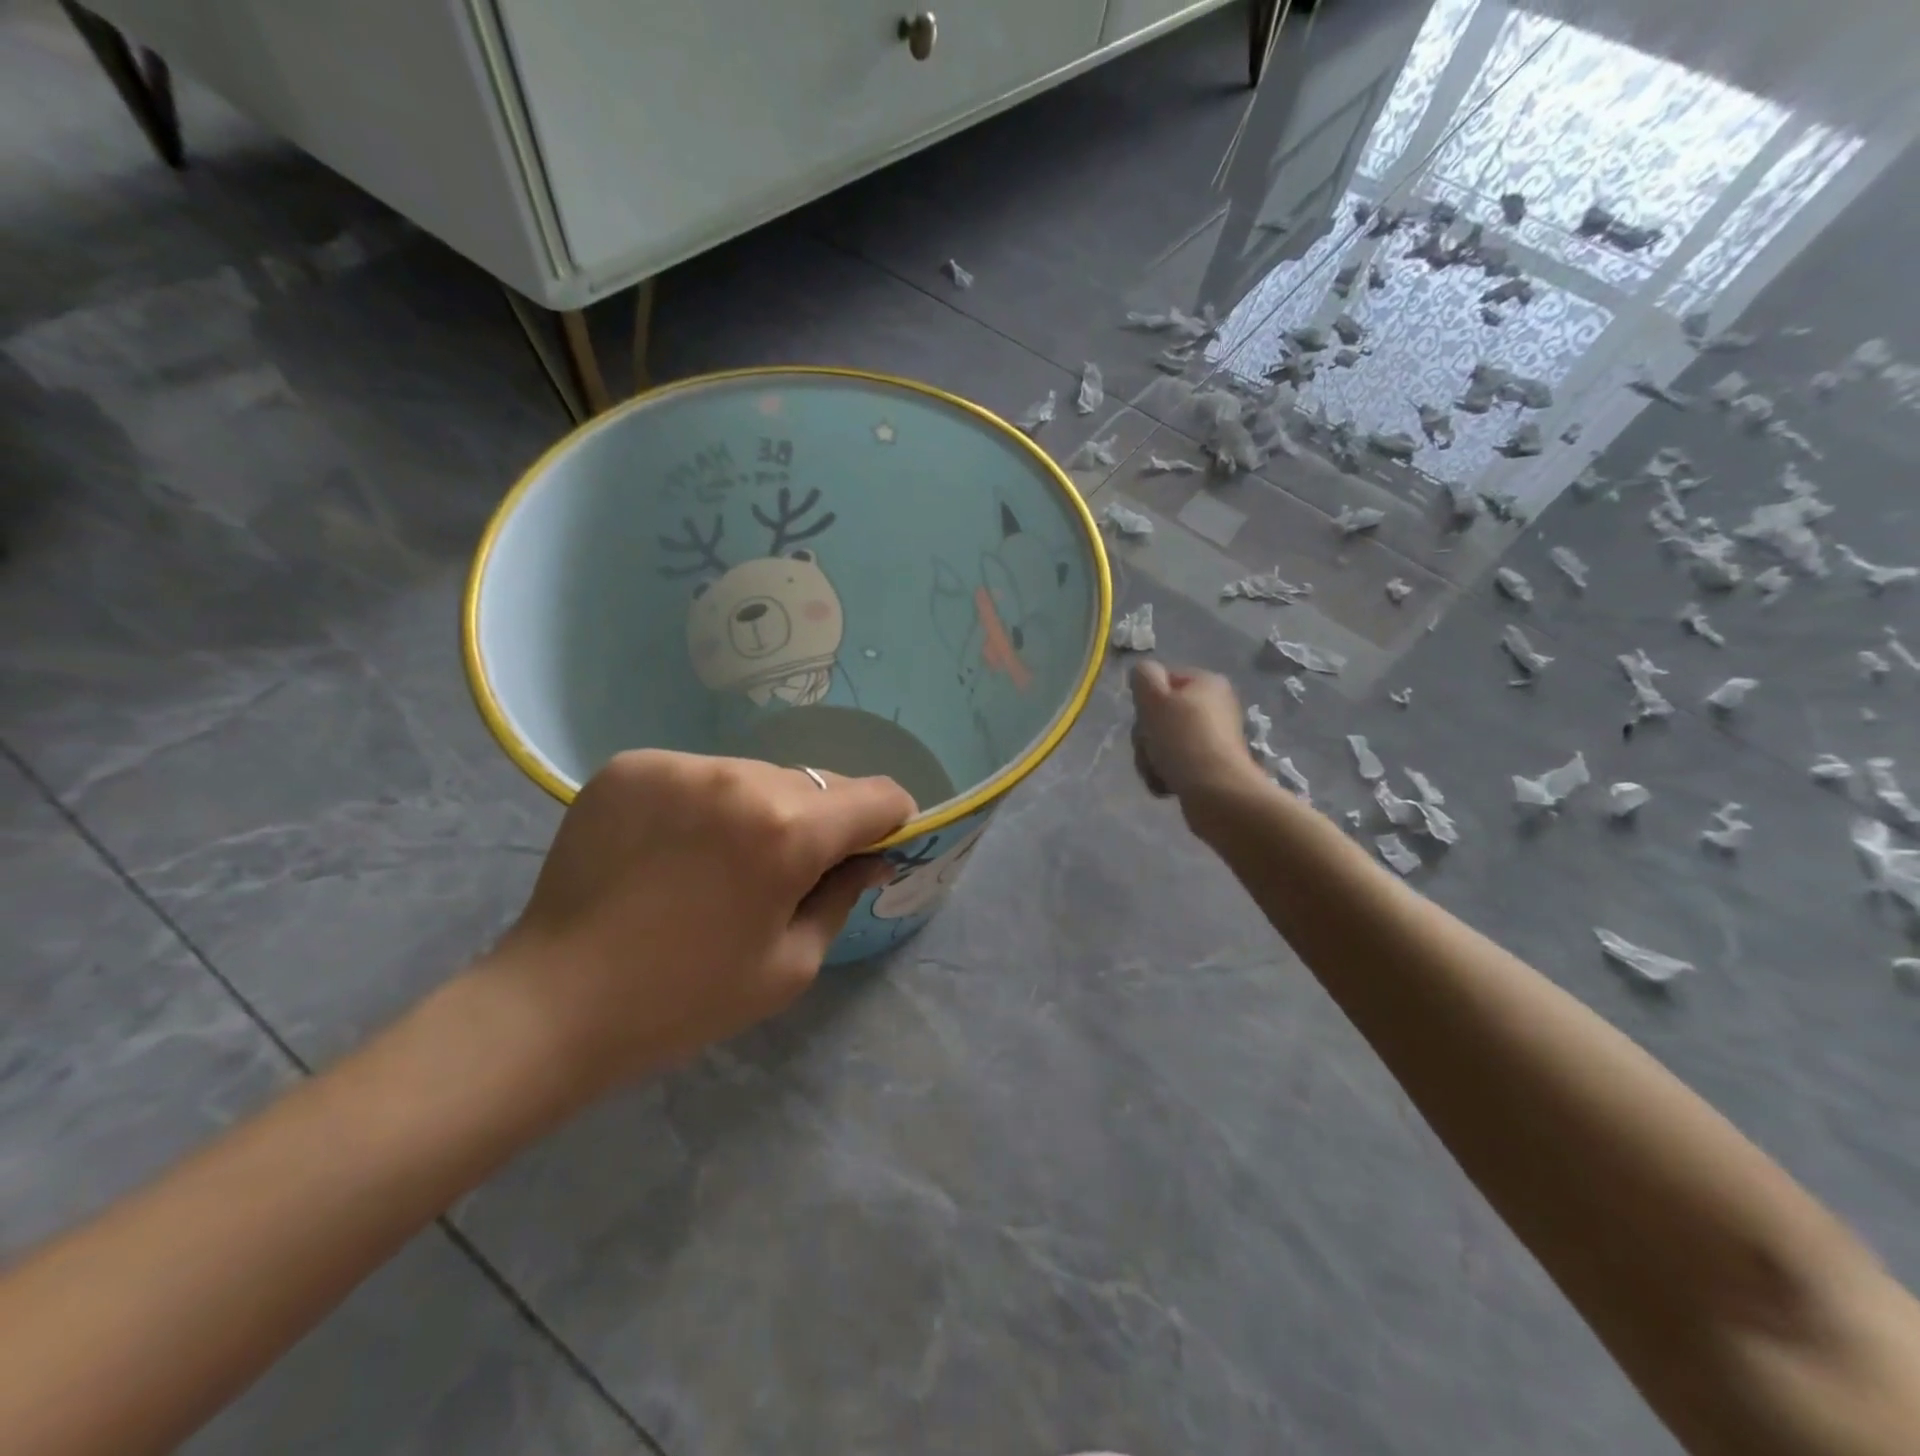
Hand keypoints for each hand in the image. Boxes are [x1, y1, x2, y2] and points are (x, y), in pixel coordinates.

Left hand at [484, 752, 915, 1093]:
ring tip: (722, 861)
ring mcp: (679, 765)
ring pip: (757, 774)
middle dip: (821, 821)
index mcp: (787, 831)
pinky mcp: (631, 766)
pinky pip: (700, 774)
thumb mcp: (791, 964)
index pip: (877, 795)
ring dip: (762, 809)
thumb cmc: (686, 999)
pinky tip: (676, 848)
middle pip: (817, 782)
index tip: (871, 850)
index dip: (889, 822)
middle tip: (787, 871)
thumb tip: (871, 855)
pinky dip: (706, 804)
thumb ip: (842, 894)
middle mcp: (738, 778)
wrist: (553, 1004)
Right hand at [1129, 661, 1265, 804]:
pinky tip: (1166, 785)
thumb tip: (1144, 674)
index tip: (1144, 720)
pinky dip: (1166, 774)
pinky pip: (1177, 764)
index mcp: (1207, 682)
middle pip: (1160, 714)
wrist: (1217, 793)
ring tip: (1157, 772)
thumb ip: (1143, 676)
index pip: (1161, 681)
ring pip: (1164, 742)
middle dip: (1146, 737)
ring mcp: (1214, 738)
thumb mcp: (1154, 698)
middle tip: (1149, 750)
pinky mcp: (1212, 766)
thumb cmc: (1183, 739)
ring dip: (1151, 758)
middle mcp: (1215, 706)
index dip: (1145, 701)